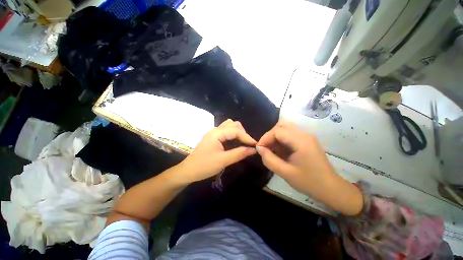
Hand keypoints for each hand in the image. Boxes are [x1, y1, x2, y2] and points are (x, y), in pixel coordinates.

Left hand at [176, 119, 256, 183]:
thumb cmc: (204, 166)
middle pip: (233, 124)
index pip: (236, 131)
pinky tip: (234, 142)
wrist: (188, 171)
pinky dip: (232, 134)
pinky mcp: (212, 137)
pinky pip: (225, 131)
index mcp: (216, 133)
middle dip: (242, 133)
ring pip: (229, 126)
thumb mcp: (223, 160)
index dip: (247, 137)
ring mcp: (213, 133)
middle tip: (247, 144)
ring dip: (237, 132)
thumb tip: (253, 150)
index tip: (256, 145)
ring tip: (242, 142)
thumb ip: (239, 153)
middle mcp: (215, 130)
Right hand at [256, 120, 362, 215]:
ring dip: (276, 136)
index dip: (265, 138)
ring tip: (272, 149)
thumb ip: (269, 159)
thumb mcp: (285, 173)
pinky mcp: (307, 140)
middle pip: (282, 125)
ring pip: (286, 128)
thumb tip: (259, 148)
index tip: (259, 149)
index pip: (277, 131)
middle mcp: (304, 134)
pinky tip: (280, 150)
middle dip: (270, 135)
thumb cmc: (309, 182)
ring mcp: (307, 136)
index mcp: (301, 141)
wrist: (331, 189)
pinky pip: (290, 134)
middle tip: (265, 147)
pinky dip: (282, 139)